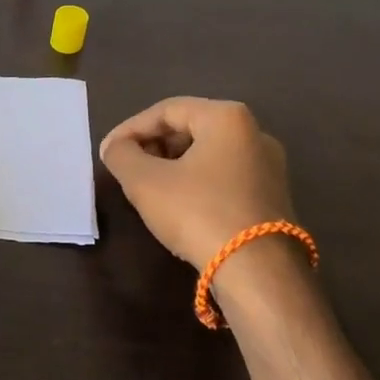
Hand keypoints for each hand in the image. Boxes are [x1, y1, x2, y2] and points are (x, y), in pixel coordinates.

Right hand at [99, 97, 296, 270]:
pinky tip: (178, 206)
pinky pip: (224, 177)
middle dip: (153, 145)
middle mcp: (255, 132)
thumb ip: (121, 155)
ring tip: (147, 188)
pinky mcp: (271, 196)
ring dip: (172, 165)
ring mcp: (268, 166)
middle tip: (127, 168)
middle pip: (190, 128)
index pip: (166, 110)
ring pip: (207, 154)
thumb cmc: (197, 212)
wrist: (257, 269)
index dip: (130, 128)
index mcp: (226, 117)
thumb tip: (115, 147)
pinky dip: (195, 182)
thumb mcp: (144, 181)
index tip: (108, 151)